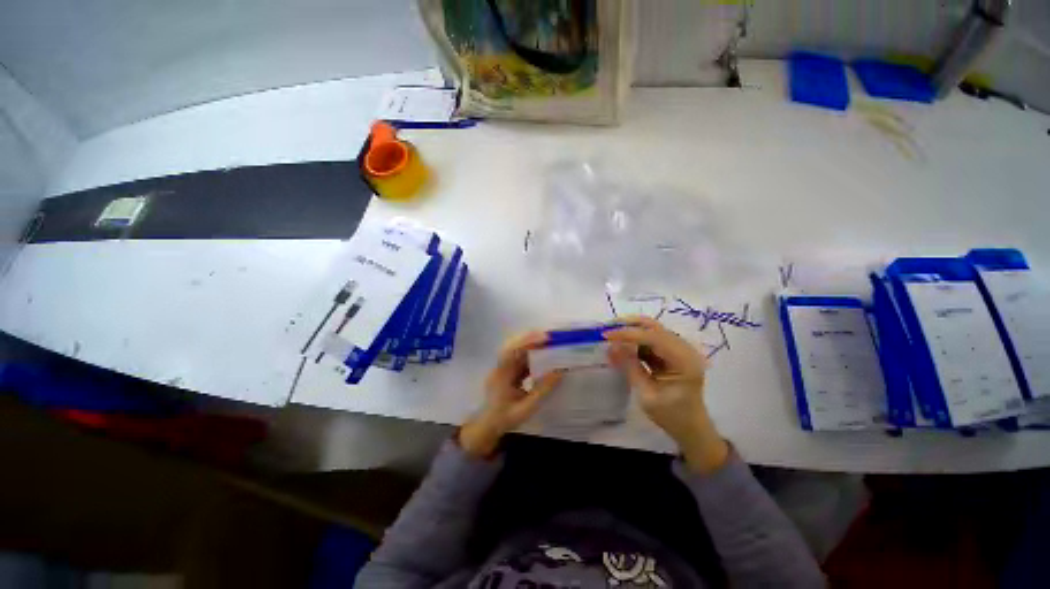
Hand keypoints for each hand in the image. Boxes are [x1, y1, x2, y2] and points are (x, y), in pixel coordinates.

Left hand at [459, 332, 562, 457]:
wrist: (488, 426)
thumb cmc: (506, 418)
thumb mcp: (527, 407)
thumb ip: (543, 390)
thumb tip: (559, 371)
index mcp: (501, 374)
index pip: (512, 351)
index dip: (527, 341)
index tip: (545, 337)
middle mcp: (500, 367)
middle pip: (514, 345)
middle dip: (531, 338)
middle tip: (550, 337)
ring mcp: (503, 368)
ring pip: (517, 351)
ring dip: (532, 345)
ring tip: (549, 344)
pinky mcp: (507, 371)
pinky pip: (519, 359)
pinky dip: (531, 355)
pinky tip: (543, 357)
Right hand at [605, 316, 728, 472]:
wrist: (690, 427)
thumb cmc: (671, 416)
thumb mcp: (646, 395)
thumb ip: (630, 367)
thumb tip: (611, 346)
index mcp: (684, 361)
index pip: (654, 337)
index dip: (629, 333)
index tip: (606, 335)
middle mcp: (685, 349)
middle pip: (654, 327)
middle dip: (629, 325)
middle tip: (607, 328)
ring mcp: (679, 349)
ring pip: (652, 330)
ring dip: (631, 330)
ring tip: (611, 335)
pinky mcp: (672, 352)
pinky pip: (651, 339)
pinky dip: (635, 339)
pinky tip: (621, 343)